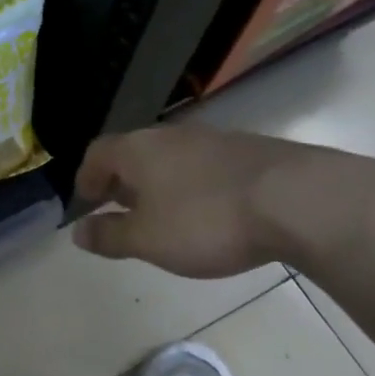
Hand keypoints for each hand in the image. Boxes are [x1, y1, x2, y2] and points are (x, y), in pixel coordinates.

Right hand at [71, 125, 321, 277]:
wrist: (296, 199)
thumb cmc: (206, 220)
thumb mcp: (148, 239)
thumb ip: (109, 236)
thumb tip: (78, 232)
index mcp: (137, 150)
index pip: (97, 153)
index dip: (87, 179)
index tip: (86, 203)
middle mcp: (169, 136)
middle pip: (133, 152)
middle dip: (122, 181)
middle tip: (121, 211)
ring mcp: (212, 139)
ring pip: (170, 158)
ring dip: (159, 183)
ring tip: (164, 215)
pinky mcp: (246, 151)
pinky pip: (203, 166)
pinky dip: (192, 185)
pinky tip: (208, 211)